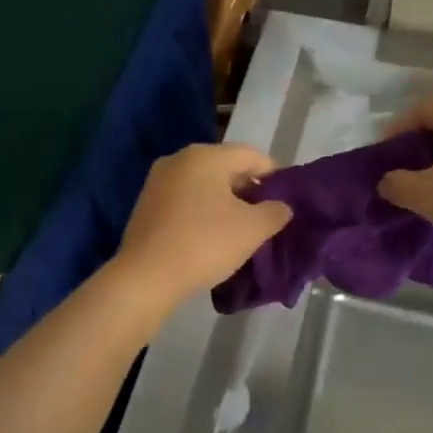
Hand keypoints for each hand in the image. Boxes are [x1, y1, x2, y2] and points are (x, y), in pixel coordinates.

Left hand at [112, 144, 292, 309]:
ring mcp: (158, 180)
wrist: (147, 276)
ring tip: (239, 229)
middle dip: (249, 190)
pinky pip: (185, 199)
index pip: (253, 156)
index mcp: (206, 156)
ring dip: (225, 201)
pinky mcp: (146, 203)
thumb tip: (281, 206)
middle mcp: (180, 159)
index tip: (286, 202)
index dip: (275, 177)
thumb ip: (275, 211)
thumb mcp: (253, 229)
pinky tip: (210, 235)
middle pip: (226, 167)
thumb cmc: (205, 243)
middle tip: (265, 217)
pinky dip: (202, 211)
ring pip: (204, 184)